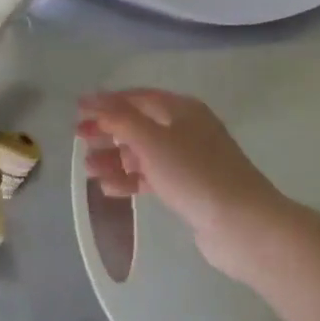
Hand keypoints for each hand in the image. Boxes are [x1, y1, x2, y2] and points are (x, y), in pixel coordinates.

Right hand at [77, 89, 290, 278]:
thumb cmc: (194, 173)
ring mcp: (189, 160)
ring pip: (144, 153)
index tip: (77, 110)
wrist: (242, 224)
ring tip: (88, 170)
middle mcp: (186, 129)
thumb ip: (119, 118)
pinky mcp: (189, 188)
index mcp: (181, 109)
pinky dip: (131, 180)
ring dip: (115, 158)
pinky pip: (152, 177)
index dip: (106, 101)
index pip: (137, 97)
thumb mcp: (151, 140)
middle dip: (108, 131)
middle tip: (79, 139)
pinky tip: (109, 189)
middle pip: (139, 124)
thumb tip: (92, 99)